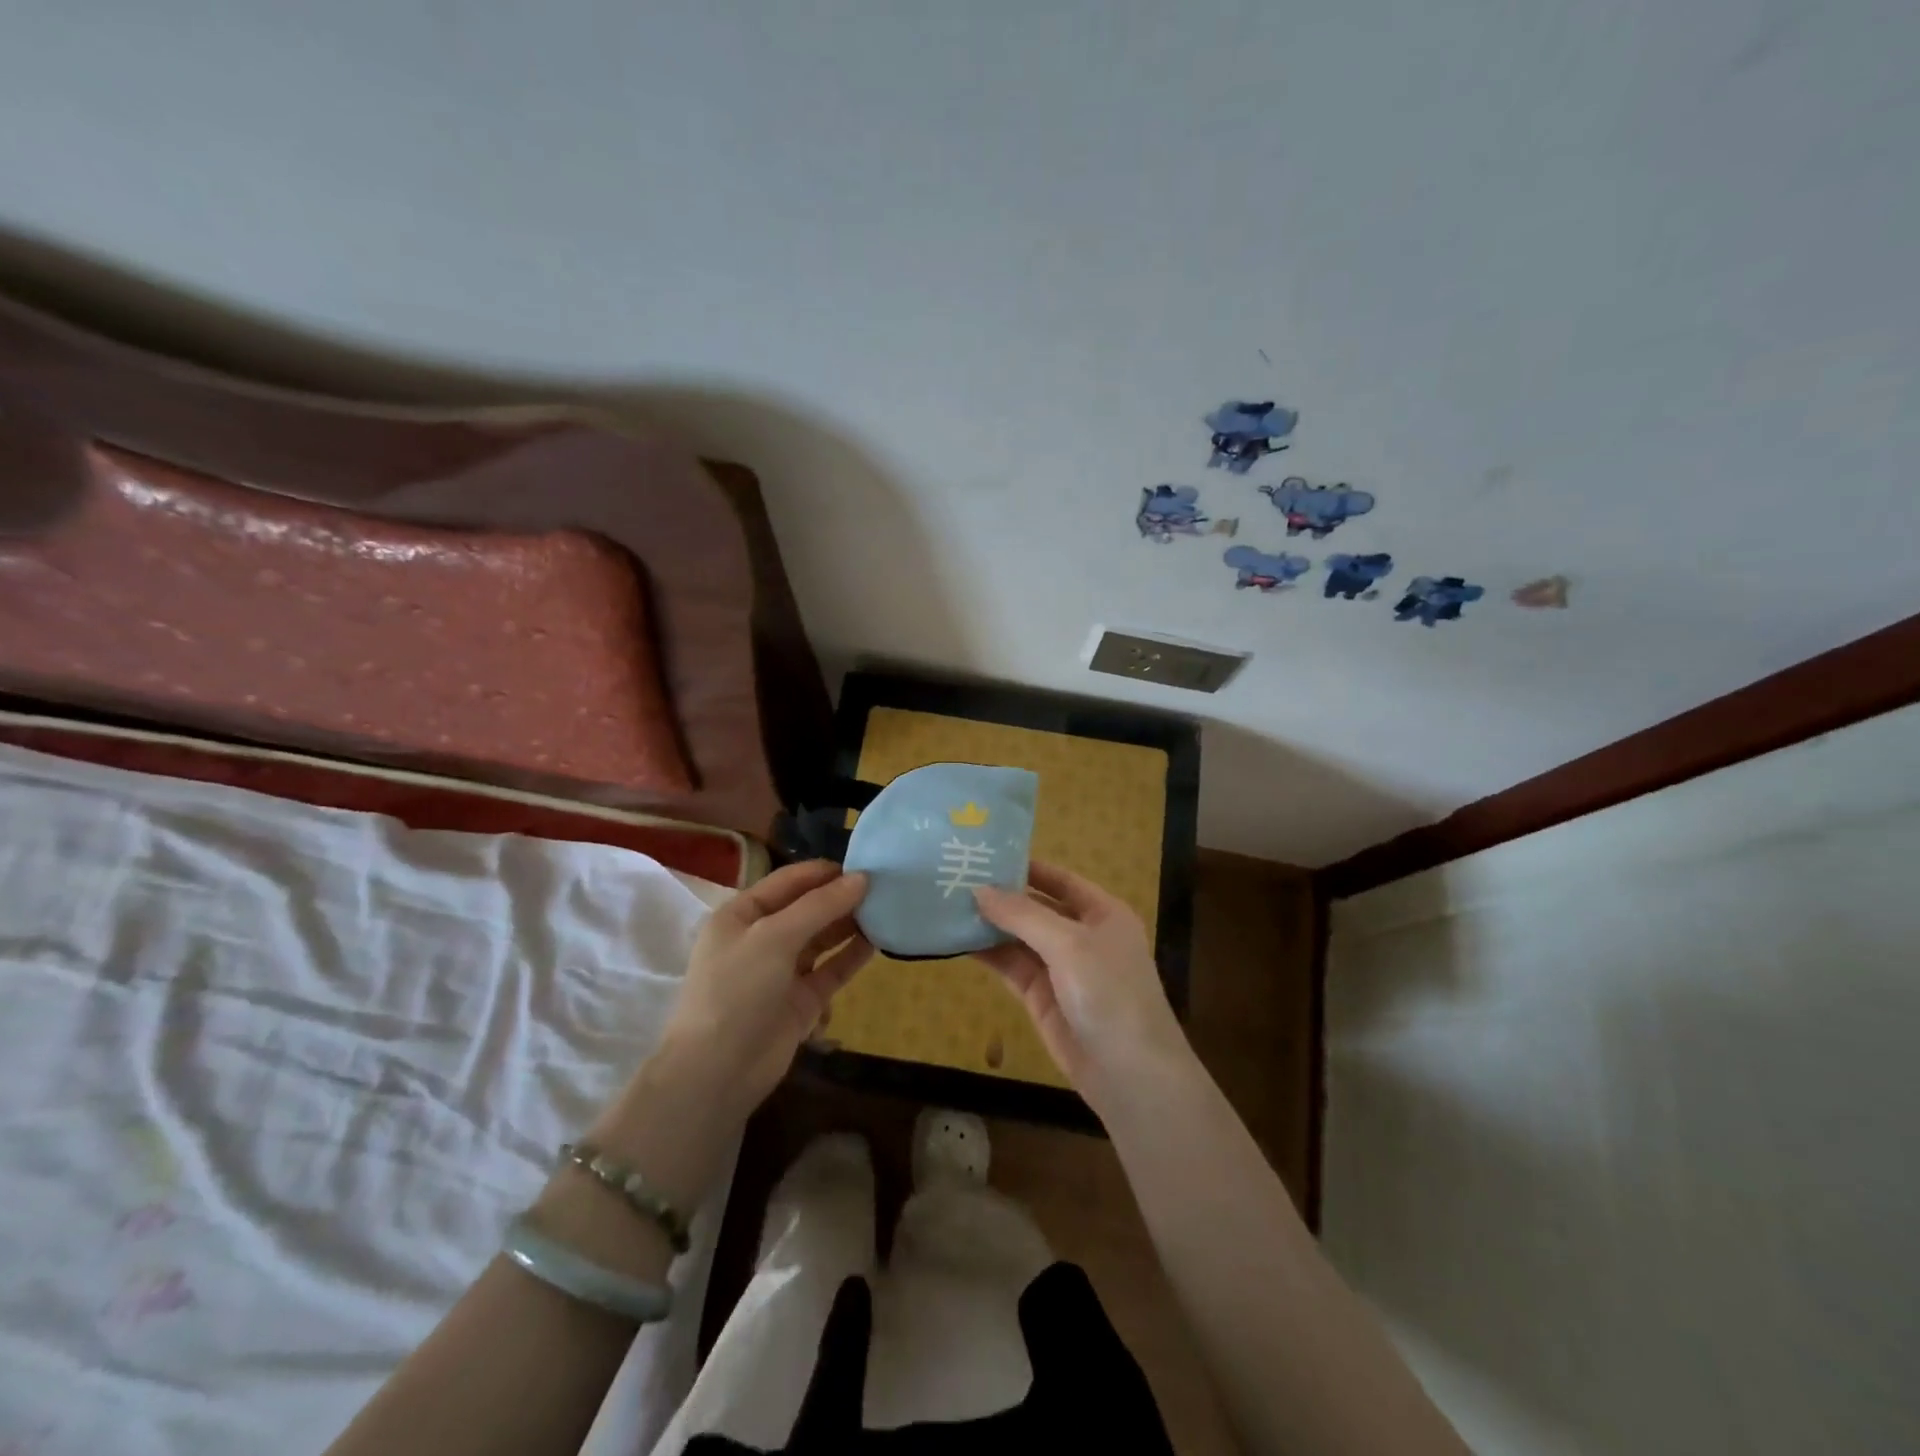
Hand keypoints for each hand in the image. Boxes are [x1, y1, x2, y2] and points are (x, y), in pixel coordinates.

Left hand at [654, 860, 873, 1116]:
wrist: (717, 1071)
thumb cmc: (737, 989)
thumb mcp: (774, 937)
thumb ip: (819, 906)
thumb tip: (862, 878)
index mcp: (742, 914)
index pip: (788, 882)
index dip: (824, 872)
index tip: (864, 864)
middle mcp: (762, 938)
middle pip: (807, 908)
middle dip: (841, 897)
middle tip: (884, 887)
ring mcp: (782, 971)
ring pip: (822, 938)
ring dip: (849, 924)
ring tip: (886, 909)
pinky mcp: (802, 1000)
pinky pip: (831, 969)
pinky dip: (852, 956)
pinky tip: (878, 942)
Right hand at [973, 861, 1190, 1103]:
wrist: (1129, 1073)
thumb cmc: (1109, 992)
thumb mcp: (1068, 944)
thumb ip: (1022, 915)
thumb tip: (978, 890)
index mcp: (1102, 913)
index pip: (1060, 879)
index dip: (1026, 867)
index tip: (985, 855)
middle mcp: (1082, 935)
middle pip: (1037, 907)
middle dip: (1002, 896)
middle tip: (956, 878)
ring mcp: (1061, 968)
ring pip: (1020, 938)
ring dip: (990, 924)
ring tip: (948, 904)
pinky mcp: (1042, 997)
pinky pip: (1012, 967)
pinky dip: (989, 953)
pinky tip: (959, 940)